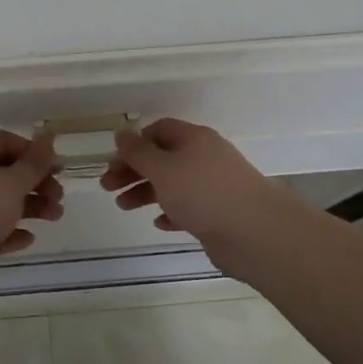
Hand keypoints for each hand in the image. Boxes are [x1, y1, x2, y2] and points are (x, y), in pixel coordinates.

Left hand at [0, 130, 63, 297]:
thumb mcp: (11, 183)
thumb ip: (33, 163)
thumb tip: (47, 137)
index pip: (2, 141)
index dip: (30, 149)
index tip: (53, 165)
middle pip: (4, 173)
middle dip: (35, 182)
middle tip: (59, 196)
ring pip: (1, 203)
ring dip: (30, 207)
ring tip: (55, 217)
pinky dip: (11, 232)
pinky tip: (28, 239)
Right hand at [99, 118, 292, 273]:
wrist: (255, 233)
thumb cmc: (204, 193)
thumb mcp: (163, 168)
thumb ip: (138, 152)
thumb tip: (121, 132)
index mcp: (194, 139)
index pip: (159, 130)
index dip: (135, 142)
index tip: (114, 161)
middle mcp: (205, 157)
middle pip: (162, 157)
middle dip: (133, 170)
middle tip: (107, 187)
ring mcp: (213, 186)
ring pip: (173, 183)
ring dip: (146, 192)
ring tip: (123, 207)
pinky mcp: (218, 213)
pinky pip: (188, 207)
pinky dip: (170, 211)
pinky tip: (158, 223)